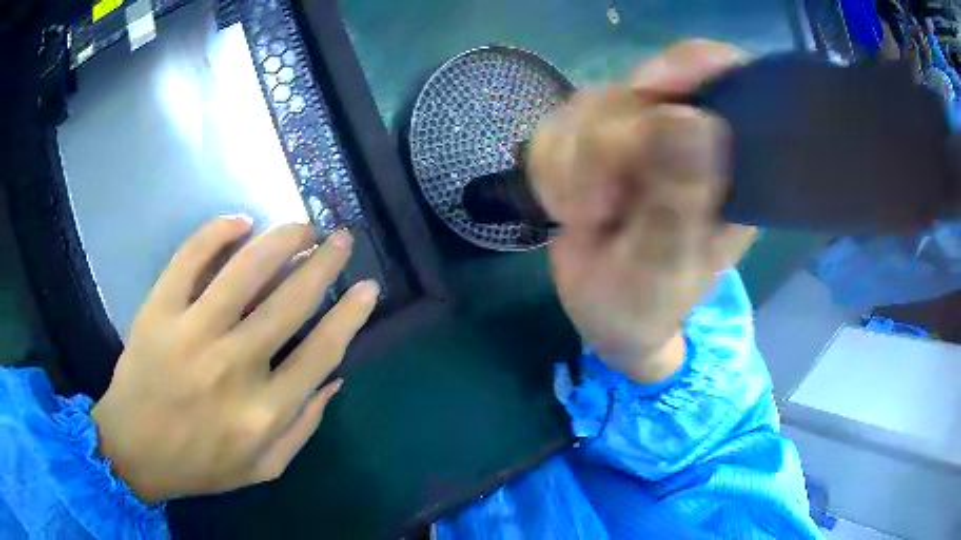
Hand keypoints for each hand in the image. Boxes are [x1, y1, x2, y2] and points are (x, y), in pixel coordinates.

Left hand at [92, 217, 378, 502]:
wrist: (134, 450)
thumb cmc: (200, 464)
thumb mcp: (264, 468)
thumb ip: (304, 427)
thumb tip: (335, 378)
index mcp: (264, 412)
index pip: (321, 351)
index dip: (351, 314)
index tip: (368, 286)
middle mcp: (234, 367)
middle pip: (290, 301)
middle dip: (324, 263)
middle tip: (340, 239)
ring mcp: (192, 333)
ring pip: (247, 270)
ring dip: (282, 238)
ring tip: (302, 224)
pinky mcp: (159, 311)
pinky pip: (190, 257)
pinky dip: (218, 232)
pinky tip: (241, 222)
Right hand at [528, 40, 756, 382]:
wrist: (606, 315)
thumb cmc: (647, 304)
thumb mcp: (667, 264)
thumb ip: (680, 199)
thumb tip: (693, 118)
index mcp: (730, 164)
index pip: (726, 78)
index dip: (691, 65)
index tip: (648, 88)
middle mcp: (689, 134)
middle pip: (643, 87)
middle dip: (607, 147)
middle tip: (600, 209)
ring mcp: (641, 131)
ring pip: (592, 103)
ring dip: (573, 166)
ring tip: (586, 219)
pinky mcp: (598, 137)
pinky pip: (557, 125)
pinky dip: (552, 170)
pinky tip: (569, 208)